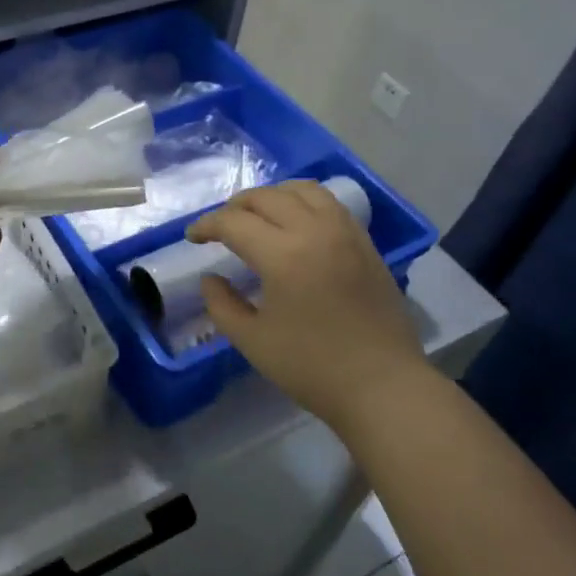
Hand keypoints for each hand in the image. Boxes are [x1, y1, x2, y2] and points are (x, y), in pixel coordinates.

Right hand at [186, 180, 426, 426]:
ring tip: (257, 215)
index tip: (192, 238)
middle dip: (235, 206)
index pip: (234, 223)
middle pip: (266, 197)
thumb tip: (211, 278)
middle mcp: (315, 231)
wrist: (383, 386)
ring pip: (302, 190)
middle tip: (219, 227)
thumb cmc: (312, 367)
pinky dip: (303, 202)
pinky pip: (329, 203)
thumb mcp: (253, 341)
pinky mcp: (365, 243)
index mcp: (284, 255)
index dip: (206, 226)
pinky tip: (295, 223)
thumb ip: (222, 305)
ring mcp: (345, 233)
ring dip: (272, 196)